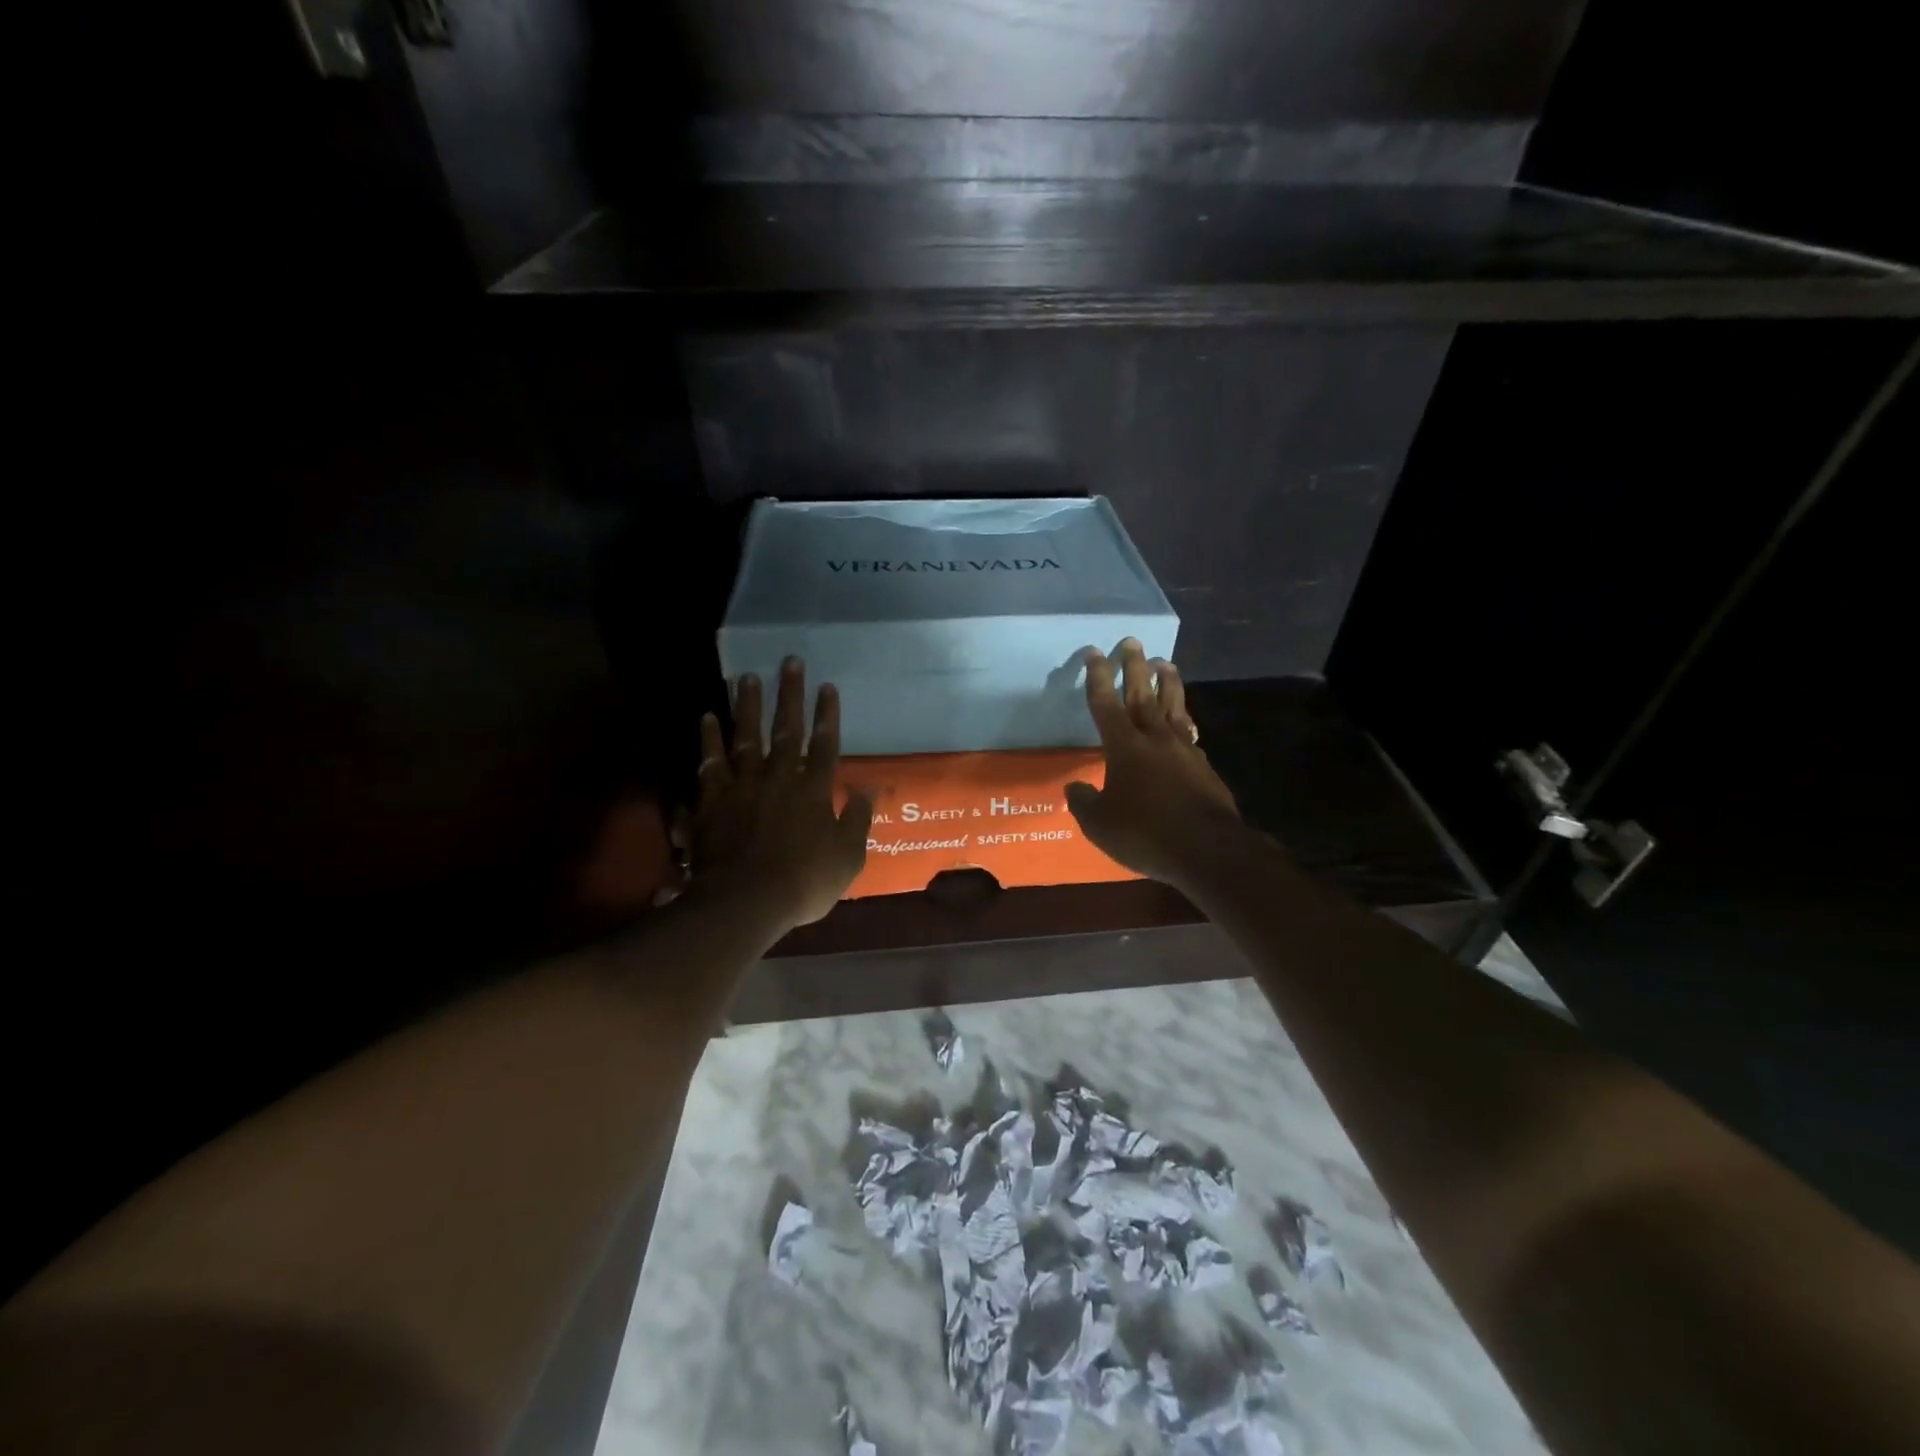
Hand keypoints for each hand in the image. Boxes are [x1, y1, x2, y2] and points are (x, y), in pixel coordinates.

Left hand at [693, 658, 872, 928]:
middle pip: (786, 730)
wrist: (745, 901)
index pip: (825, 745)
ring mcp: (743, 786)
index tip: (827, 686)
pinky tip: (708, 717)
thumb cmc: (804, 883)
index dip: (827, 715)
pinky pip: (711, 762)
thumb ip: (857, 821)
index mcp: (814, 790)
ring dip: (748, 705)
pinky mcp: (713, 799)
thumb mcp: (847, 859)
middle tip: (790, 661)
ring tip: (748, 677)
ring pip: (746, 737)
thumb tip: (867, 791)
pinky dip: (709, 739)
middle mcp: (779, 778)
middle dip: (790, 695)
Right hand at [1065, 639, 1243, 889]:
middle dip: (1134, 666)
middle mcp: (1154, 739)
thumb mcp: (1099, 825)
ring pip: (1173, 706)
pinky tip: (1184, 721)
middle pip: (1142, 694)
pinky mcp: (1203, 766)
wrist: (1207, 849)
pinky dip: (1183, 719)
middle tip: (1132, 641)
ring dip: (1167, 682)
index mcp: (1124, 747)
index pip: (1105, 703)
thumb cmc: (1145, 833)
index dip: (1097, 677)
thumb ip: (1084, 802)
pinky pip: (1189, 732)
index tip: (1094, 652)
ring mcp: (1183, 750)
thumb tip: (1075, 788)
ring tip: (1165, 662)